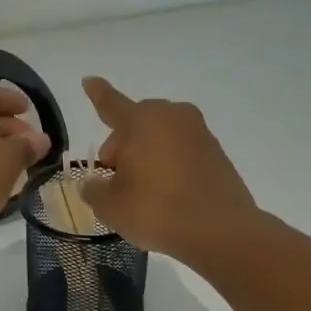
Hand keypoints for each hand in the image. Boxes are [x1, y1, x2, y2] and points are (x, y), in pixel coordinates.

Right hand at [80, 76, 258, 264]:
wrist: (221, 230)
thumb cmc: (157, 210)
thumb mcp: (111, 205)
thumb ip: (94, 189)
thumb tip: (93, 183)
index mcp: (141, 121)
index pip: (111, 103)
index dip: (97, 94)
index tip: (89, 79)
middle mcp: (171, 117)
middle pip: (136, 124)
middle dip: (122, 146)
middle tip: (116, 179)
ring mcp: (198, 133)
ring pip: (159, 137)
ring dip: (146, 155)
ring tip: (143, 191)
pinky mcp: (216, 152)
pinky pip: (181, 151)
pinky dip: (169, 165)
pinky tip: (167, 194)